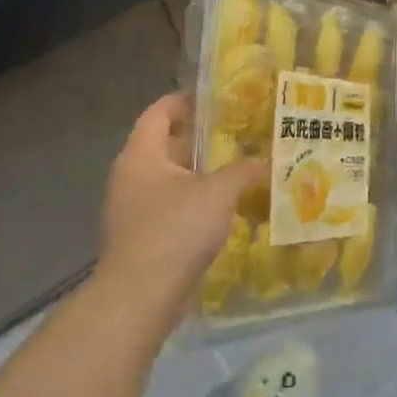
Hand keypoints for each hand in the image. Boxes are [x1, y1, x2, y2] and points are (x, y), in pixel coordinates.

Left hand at [94, 93, 265, 335]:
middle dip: (200, 138)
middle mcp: (130, 175)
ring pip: (169, 177)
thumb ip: (243, 170)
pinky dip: (193, 200)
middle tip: (238, 133)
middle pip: (164, 144)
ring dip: (199, 172)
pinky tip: (222, 207)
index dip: (185, 101)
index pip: (159, 112)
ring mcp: (132, 207)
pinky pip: (169, 205)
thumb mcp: (219, 193)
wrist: (140, 296)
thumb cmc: (175, 230)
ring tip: (237, 168)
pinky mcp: (140, 235)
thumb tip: (266, 160)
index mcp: (141, 154)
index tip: (217, 99)